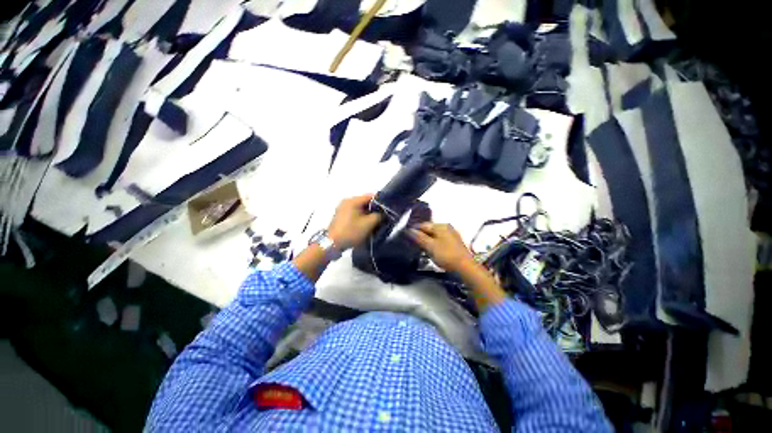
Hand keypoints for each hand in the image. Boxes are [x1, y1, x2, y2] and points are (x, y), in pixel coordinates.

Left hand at [327, 194, 381, 250]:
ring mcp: (342, 209)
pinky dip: (361, 218)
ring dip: (368, 215)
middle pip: (365, 202)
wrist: (331, 244)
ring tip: (376, 223)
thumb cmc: (351, 232)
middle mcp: (347, 202)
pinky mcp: (341, 217)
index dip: (381, 202)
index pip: (371, 196)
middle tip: (383, 218)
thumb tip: (383, 213)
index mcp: (352, 200)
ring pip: (360, 209)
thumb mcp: (368, 224)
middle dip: (374, 210)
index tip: (388, 210)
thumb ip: (378, 215)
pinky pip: (355, 214)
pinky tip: (366, 226)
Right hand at [409, 222, 474, 271]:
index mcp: (441, 226)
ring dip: (428, 241)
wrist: (465, 267)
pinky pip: (440, 240)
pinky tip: (432, 251)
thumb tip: (410, 230)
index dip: (415, 230)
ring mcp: (451, 235)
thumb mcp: (430, 246)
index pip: (423, 225)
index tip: (407, 237)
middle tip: (413, 244)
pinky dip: (435, 244)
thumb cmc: (446, 255)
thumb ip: (420, 237)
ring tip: (422, 249)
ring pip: (435, 235)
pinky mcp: (454, 243)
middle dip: (421, 236)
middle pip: (430, 229)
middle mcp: (447, 227)